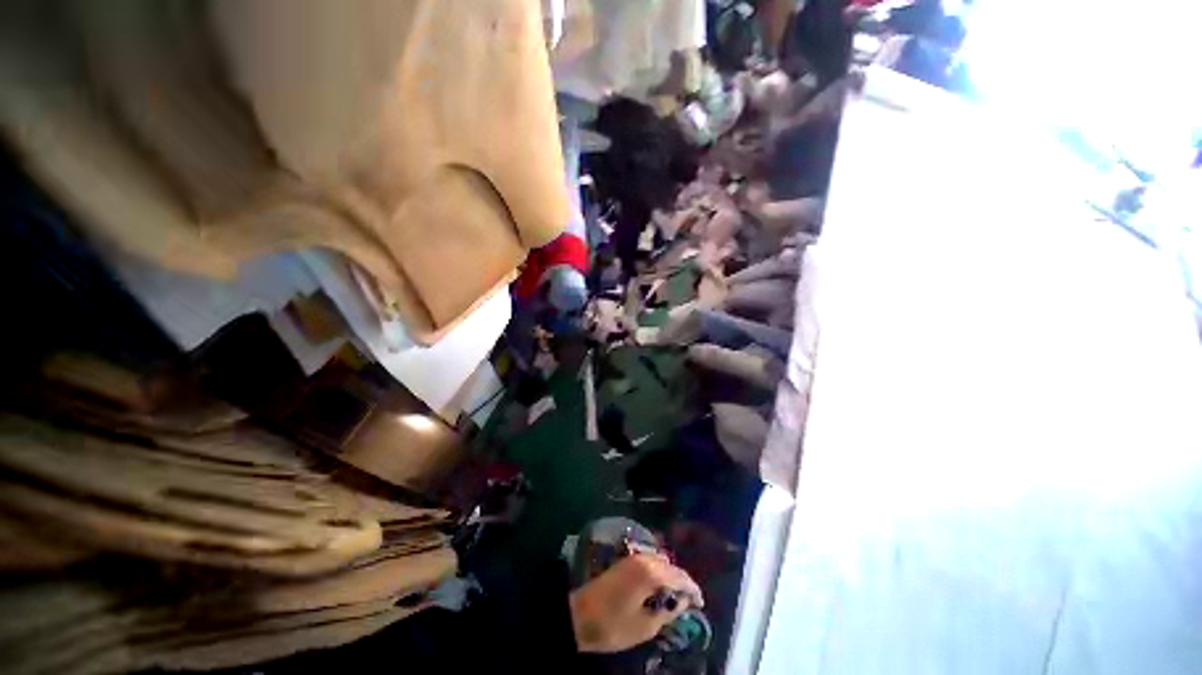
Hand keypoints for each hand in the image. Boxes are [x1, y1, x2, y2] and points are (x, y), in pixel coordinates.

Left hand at [569, 554, 703, 652]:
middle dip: (682, 581)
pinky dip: (659, 572)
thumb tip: (681, 602)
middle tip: (689, 601)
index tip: (701, 603)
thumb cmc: (613, 624)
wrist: (579, 615)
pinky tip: (658, 588)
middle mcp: (643, 559)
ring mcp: (632, 558)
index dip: (693, 589)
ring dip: (670, 575)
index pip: (680, 577)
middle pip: (670, 566)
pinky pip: (649, 562)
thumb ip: (667, 611)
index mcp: (650, 573)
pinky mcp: (625, 562)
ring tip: (675, 596)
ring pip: (660, 562)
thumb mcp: (645, 626)